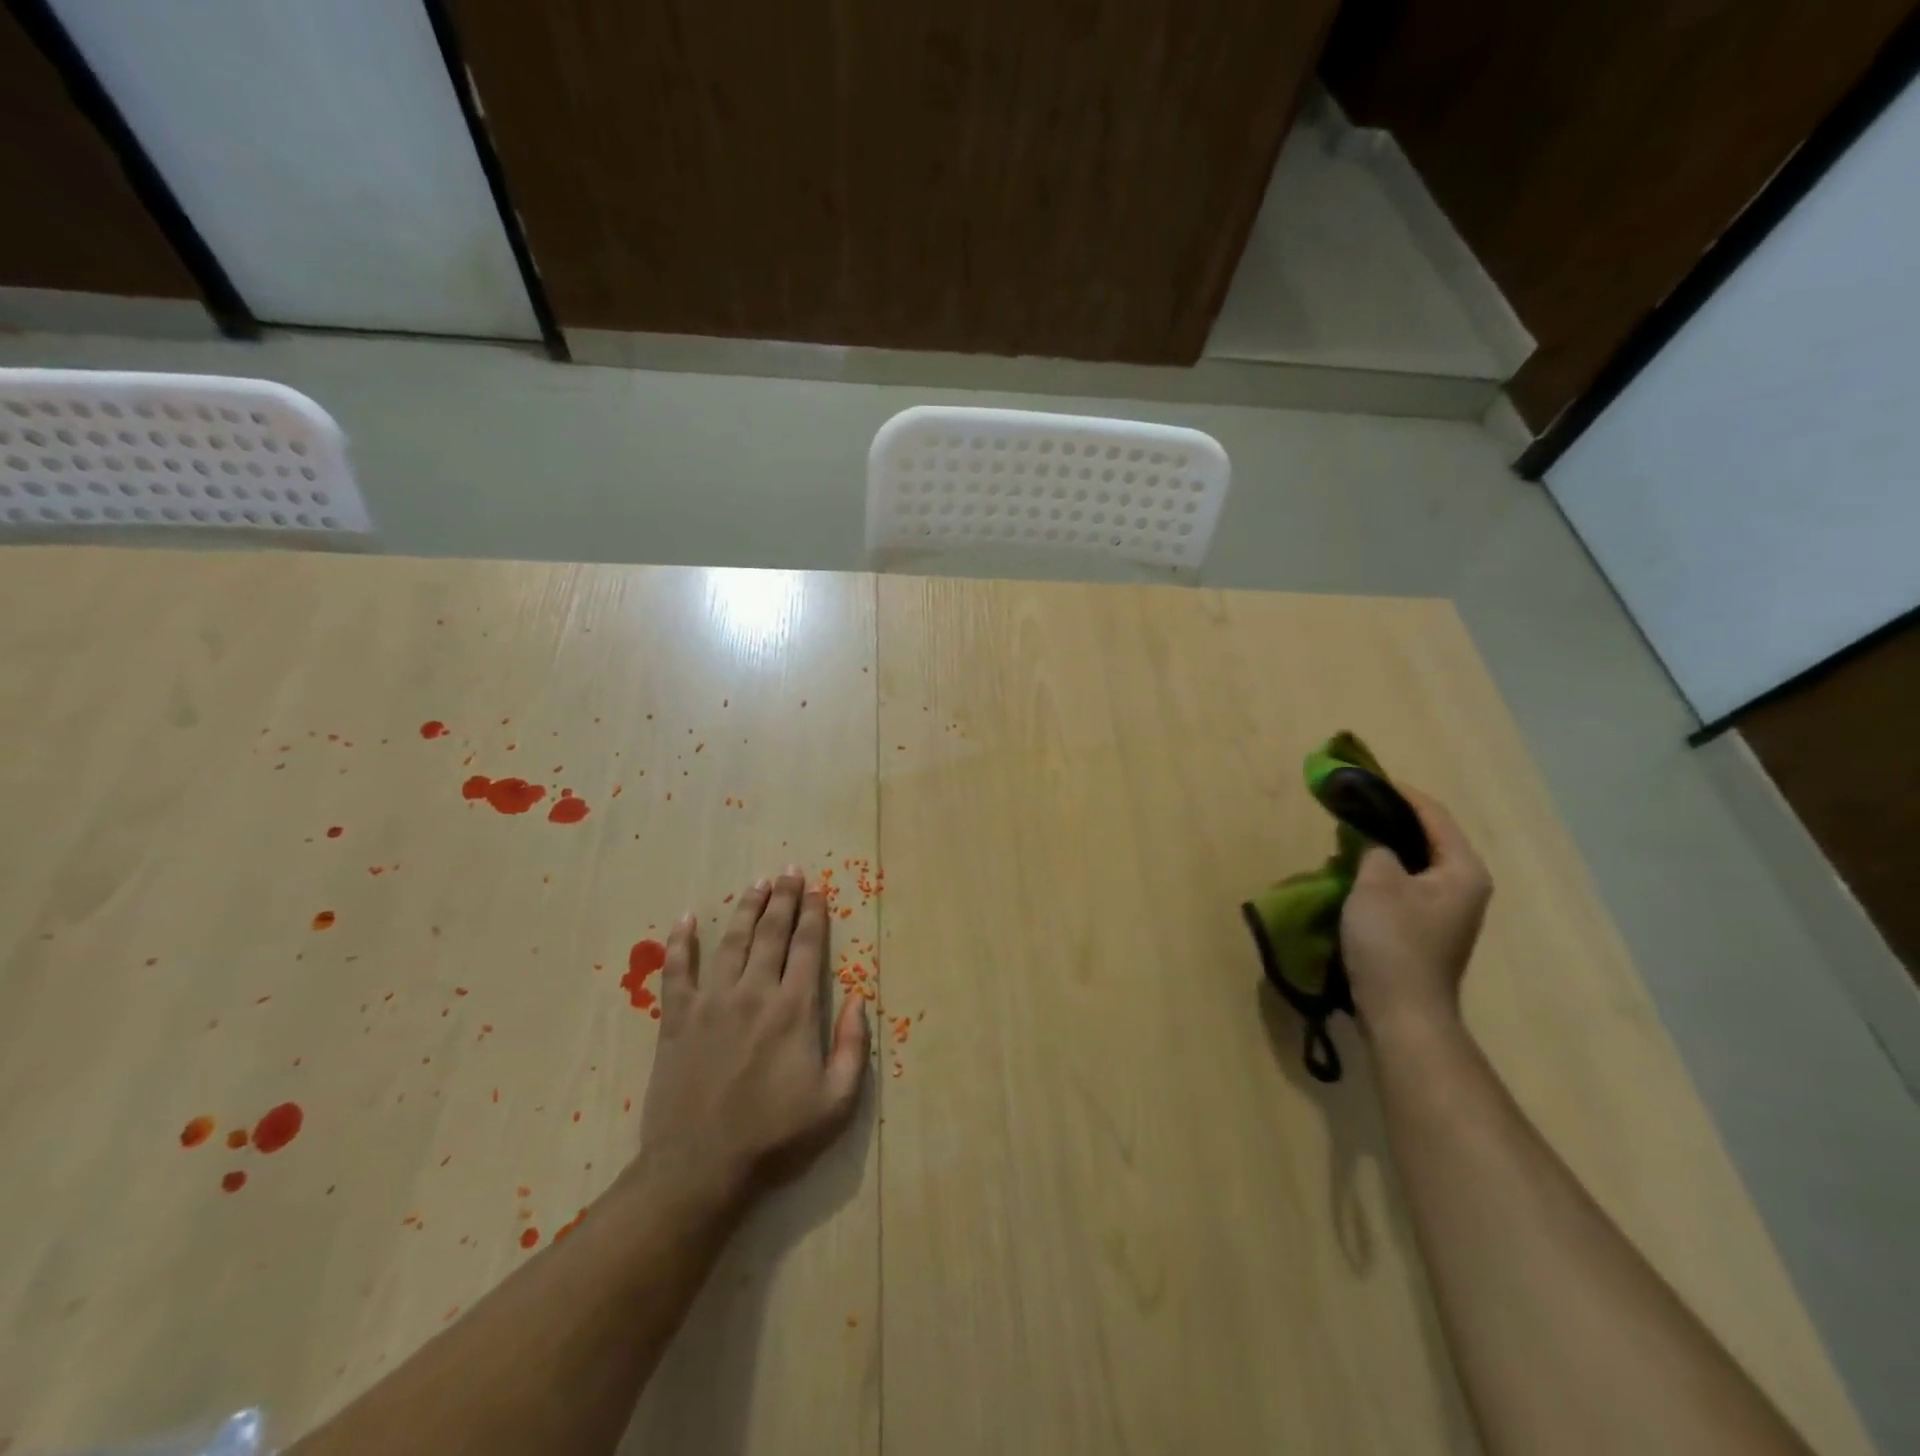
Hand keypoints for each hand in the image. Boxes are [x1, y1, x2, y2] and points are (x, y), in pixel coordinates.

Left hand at [631, 869, 869, 1217]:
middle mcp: (754, 993)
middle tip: (790, 872)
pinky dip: (680, 943)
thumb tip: (860, 1000)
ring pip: (731, 941)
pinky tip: (685, 918)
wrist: (699, 1168)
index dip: (814, 915)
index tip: (818, 890)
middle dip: (784, 899)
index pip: (807, 947)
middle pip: (771, 933)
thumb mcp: (835, 1102)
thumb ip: (853, 1048)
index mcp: (793, 1009)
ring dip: (745, 908)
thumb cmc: (773, 1137)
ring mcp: (711, 1002)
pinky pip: (676, 970)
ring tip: (757, 883)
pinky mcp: (676, 1019)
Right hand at [1340, 787, 1491, 1034]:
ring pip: (1414, 863)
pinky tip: (1353, 874)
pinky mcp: (1427, 930)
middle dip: (1389, 820)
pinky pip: (1405, 885)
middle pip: (1427, 838)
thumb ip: (1376, 848)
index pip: (1434, 816)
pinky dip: (1382, 872)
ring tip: (1346, 837)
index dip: (1401, 793)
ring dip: (1382, 847)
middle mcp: (1464, 887)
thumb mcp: (1377, 883)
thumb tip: (1374, 839)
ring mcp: (1447, 911)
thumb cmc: (1393, 941)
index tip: (1366, 779)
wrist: (1402, 1011)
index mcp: (1462, 870)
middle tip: (1352, 808)